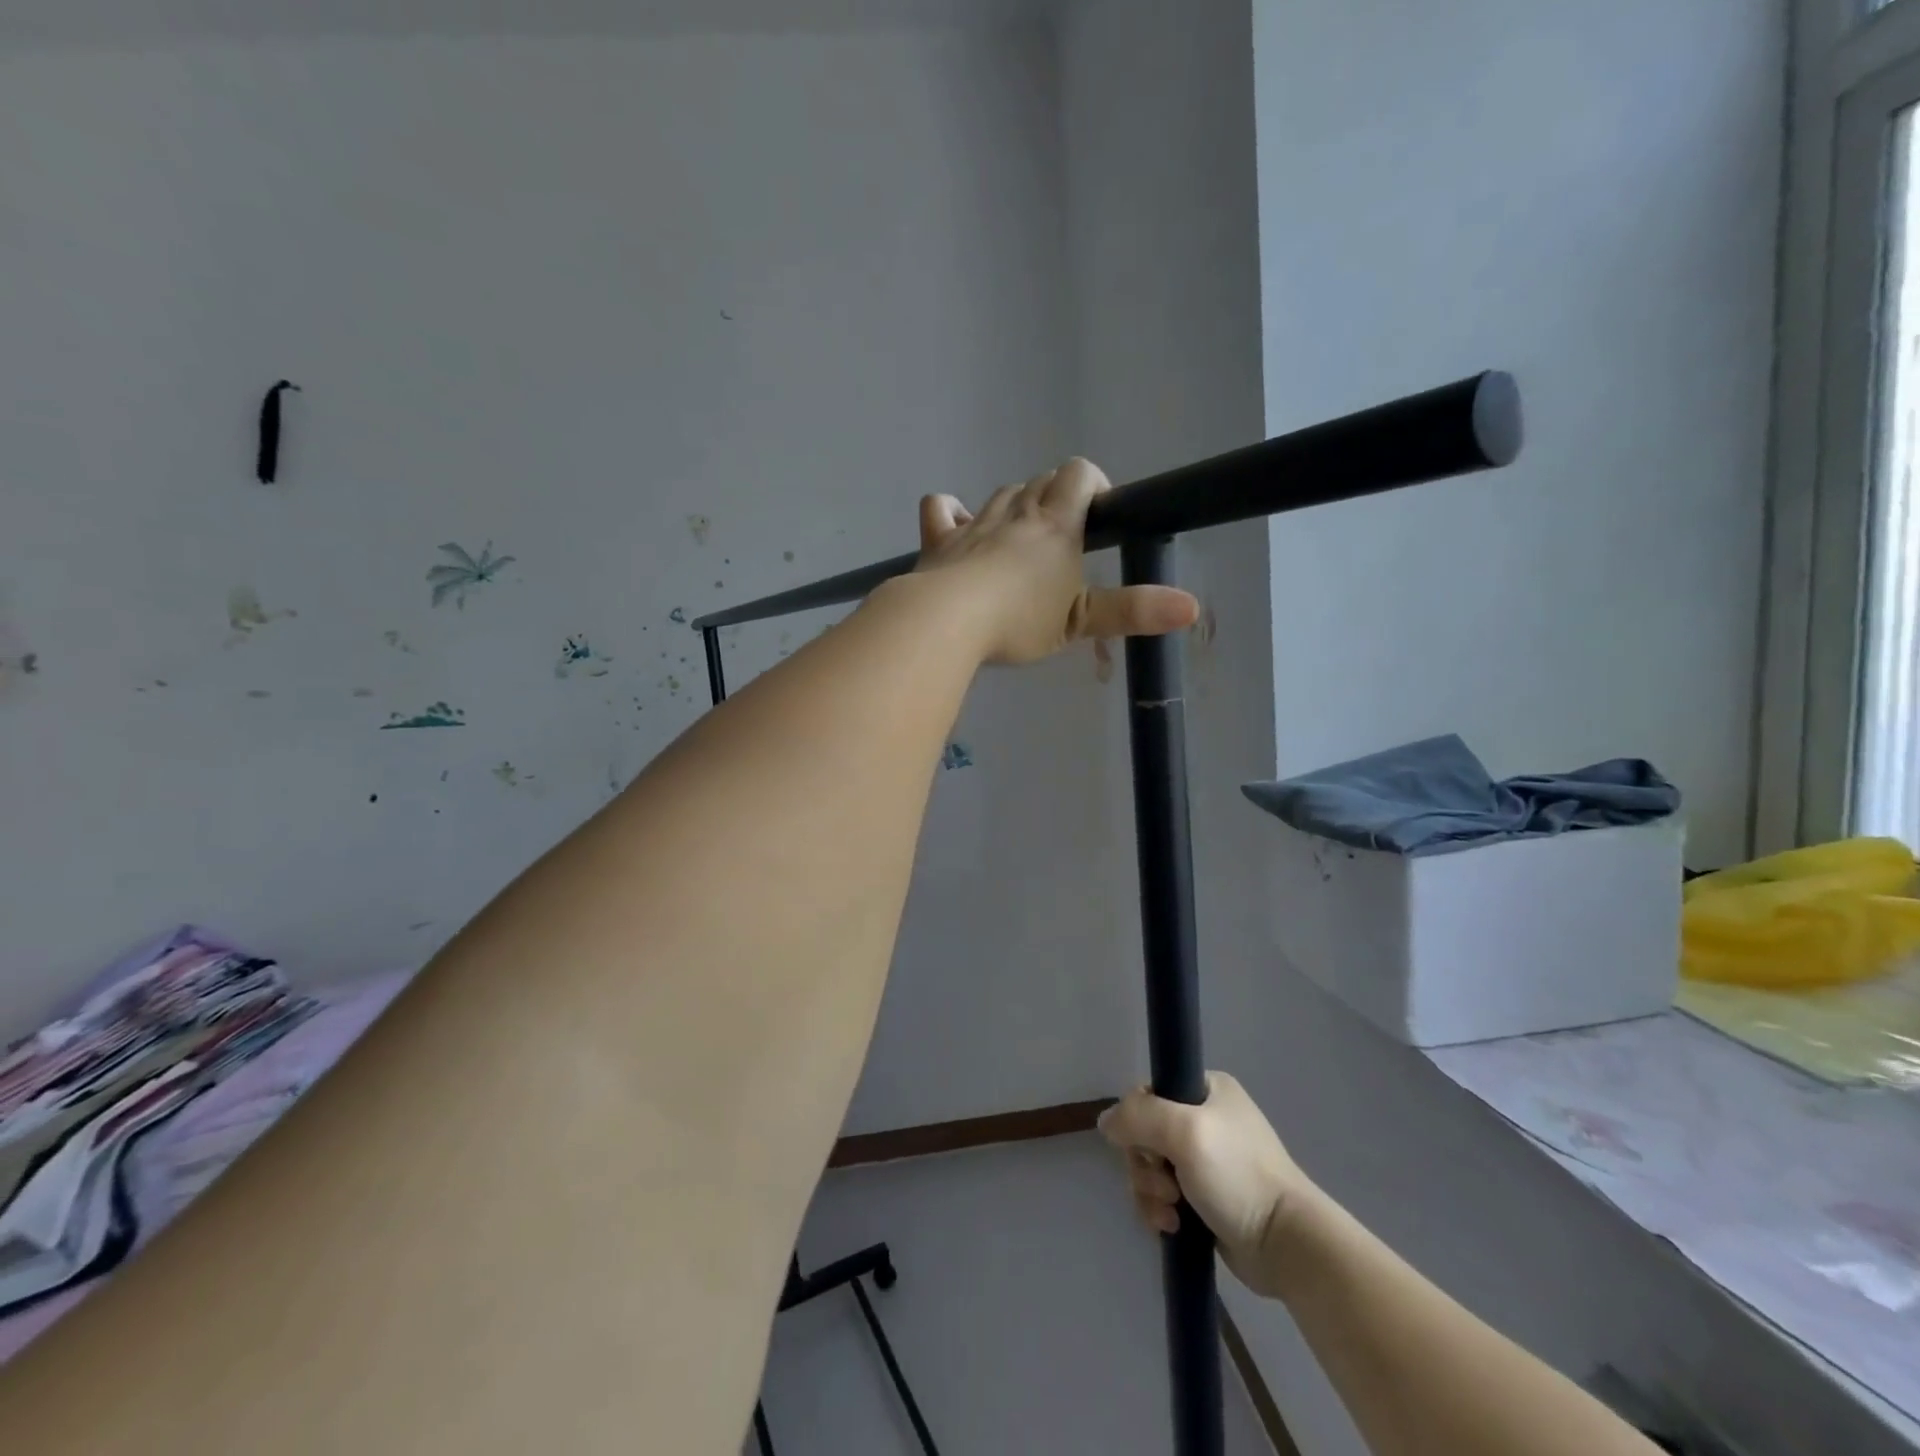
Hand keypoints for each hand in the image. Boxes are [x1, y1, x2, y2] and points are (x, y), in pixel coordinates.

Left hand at [913, 458, 1197, 664]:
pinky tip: (958, 525)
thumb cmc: (1020, 620)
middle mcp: (1015, 512)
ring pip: (1000, 494)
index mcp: (1054, 523)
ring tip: (1022, 540)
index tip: (1099, 515)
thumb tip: (1191, 606)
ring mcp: (973, 523)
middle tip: (1063, 538)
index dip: (1093, 483)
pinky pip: (941, 509)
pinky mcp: (939, 540)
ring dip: (1015, 506)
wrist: (947, 622)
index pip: (1079, 473)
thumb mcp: (1081, 621)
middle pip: (1040, 481)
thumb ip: (1132, 611)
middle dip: (1056, 497)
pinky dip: (951, 511)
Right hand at [1099, 1072, 1319, 1298]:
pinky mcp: (1204, 1199)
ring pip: (1149, 1167)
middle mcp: (1204, 1119)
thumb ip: (1137, 1117)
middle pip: (1144, 1133)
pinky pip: (1161, 1195)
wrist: (1287, 1245)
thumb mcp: (1184, 1131)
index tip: (1149, 1146)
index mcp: (1206, 1089)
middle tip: (1165, 1185)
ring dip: (1150, 1191)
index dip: (1137, 1120)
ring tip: (1172, 1213)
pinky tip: (1172, 1227)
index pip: (1148, 1092)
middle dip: (1144, 1164)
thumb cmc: (1238, 1175)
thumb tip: (1104, 1122)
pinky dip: (1159, 1210)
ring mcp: (1204, 1161)